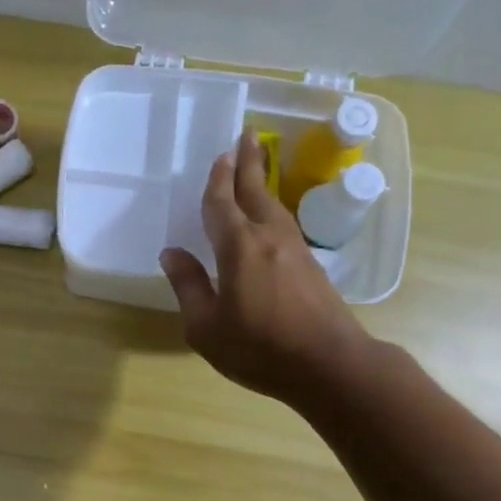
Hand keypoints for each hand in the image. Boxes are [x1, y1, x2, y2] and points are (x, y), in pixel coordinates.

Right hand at [160, 129, 372, 406]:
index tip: (220, 155)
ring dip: (263, 182)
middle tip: (248, 135)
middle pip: (256, 192)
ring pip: (275, 206)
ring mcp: (295, 250)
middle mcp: (269, 238)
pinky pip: (285, 224)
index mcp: (239, 248)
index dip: (218, 181)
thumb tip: (171, 253)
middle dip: (249, 163)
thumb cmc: (259, 348)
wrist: (329, 365)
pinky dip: (273, 208)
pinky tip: (270, 217)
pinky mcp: (311, 266)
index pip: (222, 205)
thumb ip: (189, 286)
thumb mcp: (206, 327)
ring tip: (256, 168)